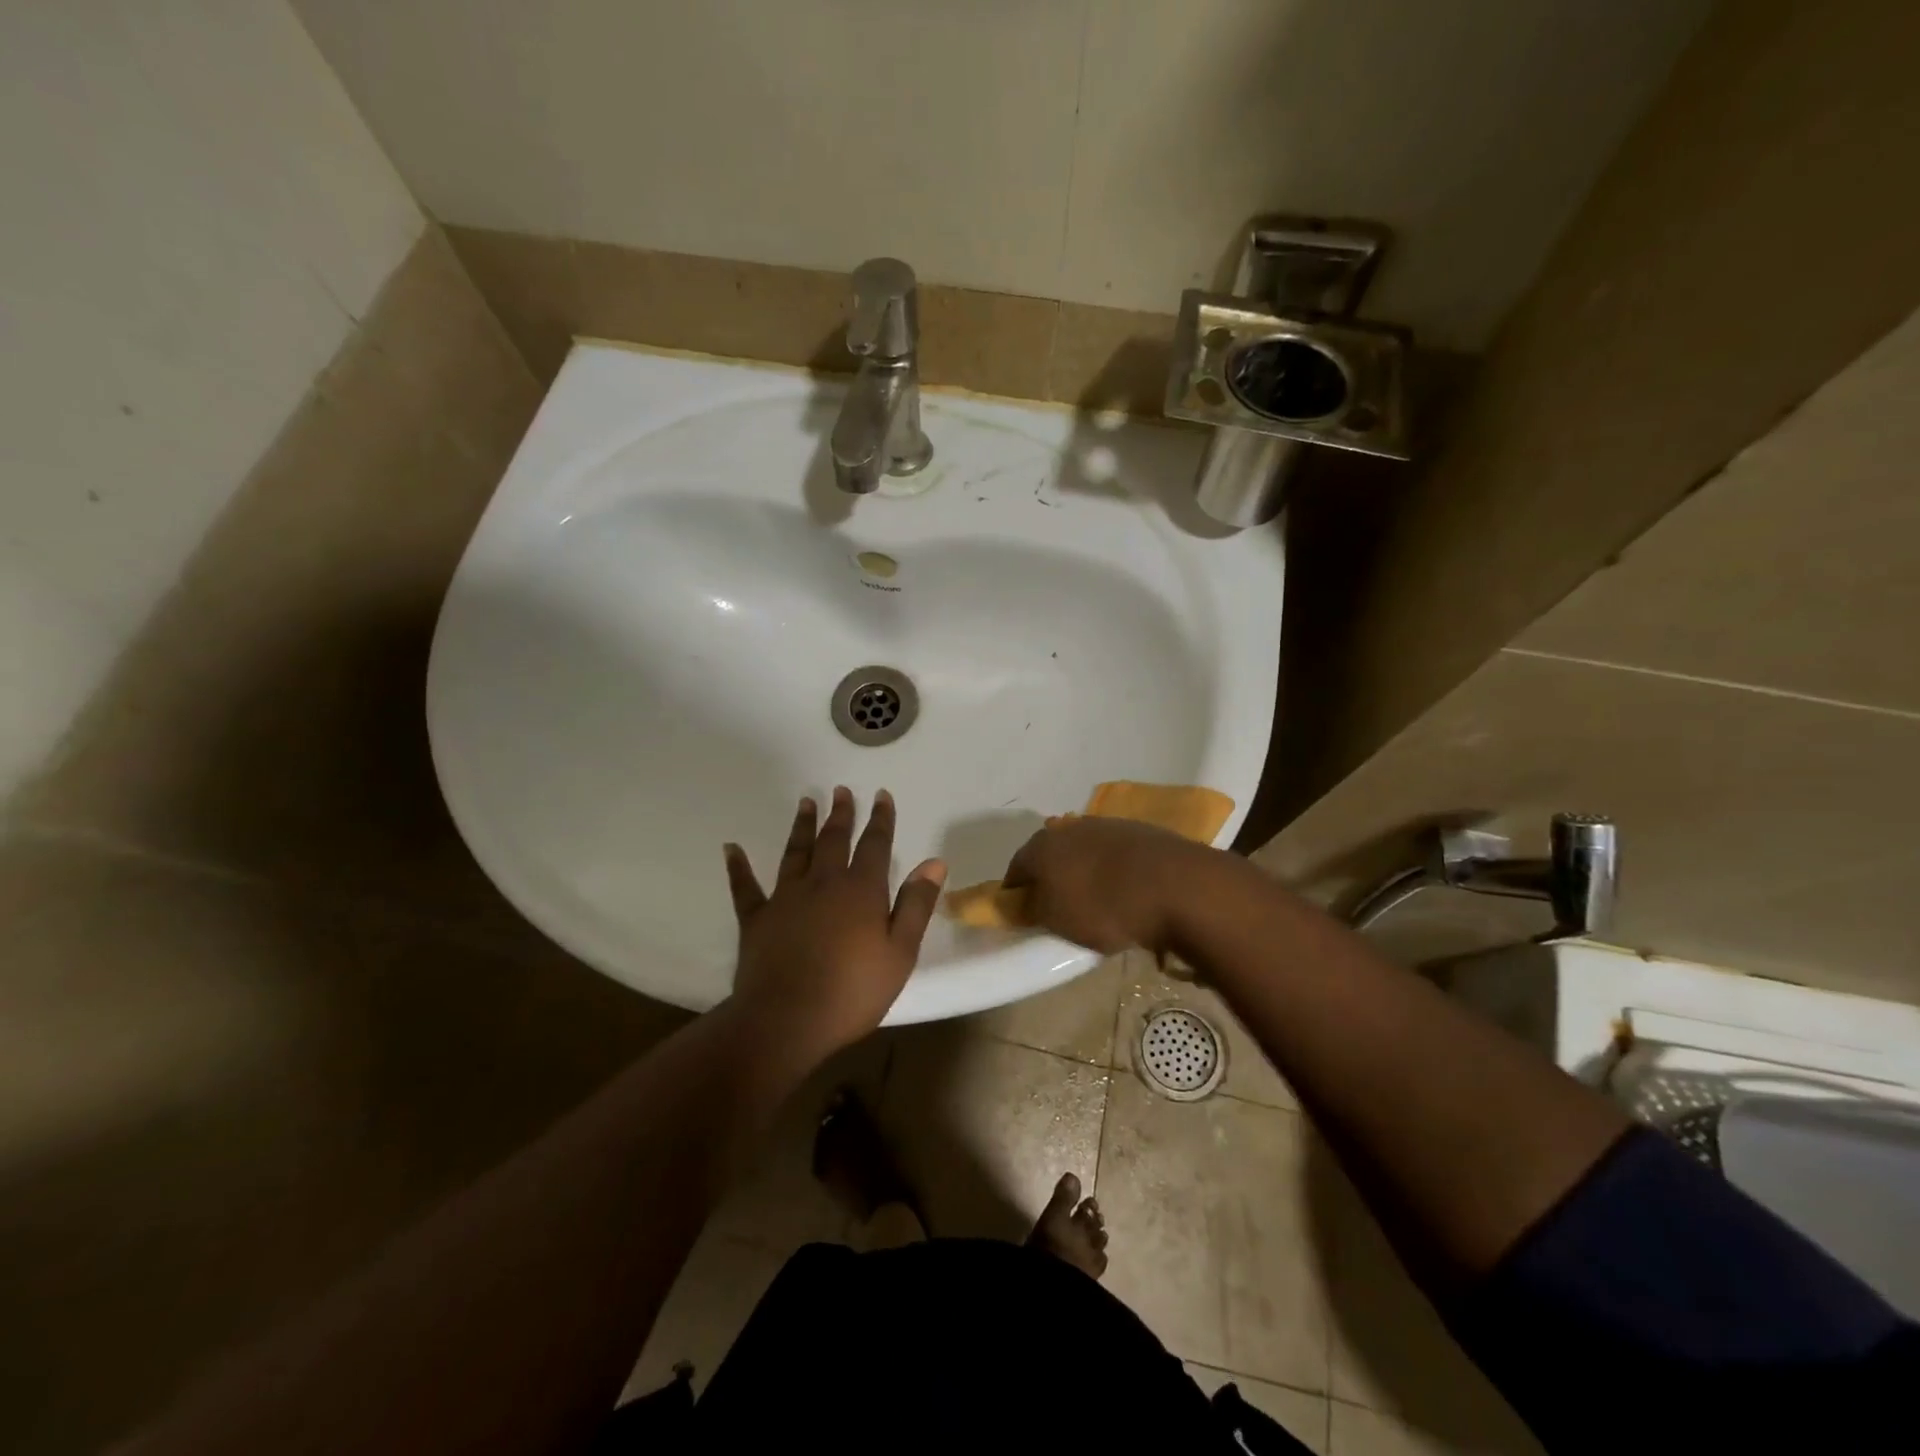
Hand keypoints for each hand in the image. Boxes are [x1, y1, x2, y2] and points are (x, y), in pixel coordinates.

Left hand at [722, 787, 945, 1069]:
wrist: (786, 1021)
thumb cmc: (852, 991)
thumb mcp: (900, 953)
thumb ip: (916, 905)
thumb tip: (934, 863)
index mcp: (860, 890)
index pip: (874, 845)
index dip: (880, 819)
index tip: (881, 795)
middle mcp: (822, 883)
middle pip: (833, 840)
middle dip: (840, 814)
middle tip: (841, 791)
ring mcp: (785, 898)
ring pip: (794, 852)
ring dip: (801, 826)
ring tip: (806, 802)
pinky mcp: (756, 919)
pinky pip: (745, 887)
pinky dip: (738, 867)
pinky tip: (731, 848)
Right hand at [1002, 816, 1221, 953]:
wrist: (1176, 885)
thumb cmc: (1104, 907)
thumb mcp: (1056, 920)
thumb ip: (1033, 909)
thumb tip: (1024, 902)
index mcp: (1043, 846)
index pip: (1017, 866)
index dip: (1015, 890)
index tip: (1019, 911)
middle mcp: (1071, 827)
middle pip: (1051, 853)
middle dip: (1050, 876)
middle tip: (1056, 905)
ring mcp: (1108, 825)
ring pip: (1084, 849)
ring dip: (1084, 870)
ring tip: (1095, 900)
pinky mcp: (1141, 831)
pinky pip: (1116, 854)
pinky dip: (1113, 869)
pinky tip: (1125, 890)